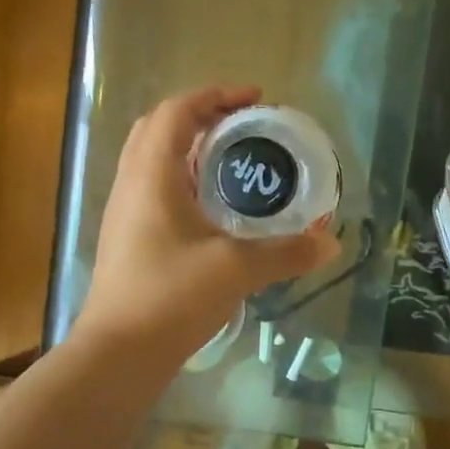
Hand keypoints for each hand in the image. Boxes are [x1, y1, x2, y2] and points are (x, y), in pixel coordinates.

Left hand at [78, 86, 339, 363]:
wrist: (119, 352)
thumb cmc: (171, 297)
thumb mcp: (236, 270)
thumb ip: (285, 252)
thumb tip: (330, 243)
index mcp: (152, 175)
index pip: (177, 111)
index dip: (214, 96)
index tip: (254, 100)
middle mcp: (132, 185)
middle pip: (159, 128)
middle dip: (201, 117)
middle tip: (242, 129)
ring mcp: (125, 214)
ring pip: (153, 160)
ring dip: (189, 150)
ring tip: (232, 164)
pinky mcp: (128, 240)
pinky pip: (154, 190)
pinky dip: (183, 181)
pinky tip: (213, 210)